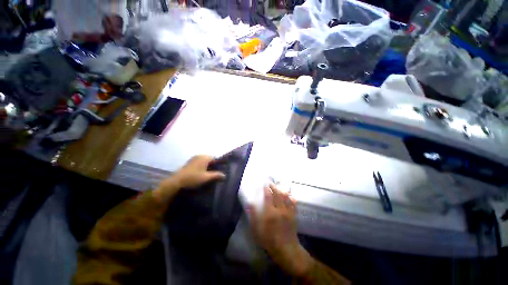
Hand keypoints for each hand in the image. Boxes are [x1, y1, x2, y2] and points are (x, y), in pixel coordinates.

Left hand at [170, 155, 224, 188]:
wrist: (176, 182)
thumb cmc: (193, 178)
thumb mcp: (206, 177)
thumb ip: (216, 175)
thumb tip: (224, 175)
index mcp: (204, 157)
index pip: (215, 157)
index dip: (219, 163)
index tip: (221, 169)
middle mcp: (199, 156)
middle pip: (210, 158)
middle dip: (213, 164)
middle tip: (216, 172)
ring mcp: (193, 158)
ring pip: (204, 160)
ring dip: (207, 165)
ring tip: (210, 173)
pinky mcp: (189, 162)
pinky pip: (199, 162)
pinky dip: (202, 166)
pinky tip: (202, 173)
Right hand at [248, 184, 313, 276]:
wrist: (286, 249)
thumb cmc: (268, 239)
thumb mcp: (256, 229)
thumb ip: (253, 215)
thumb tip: (250, 203)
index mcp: (270, 213)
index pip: (268, 196)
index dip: (266, 189)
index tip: (264, 183)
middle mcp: (279, 209)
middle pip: (277, 194)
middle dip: (273, 187)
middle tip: (270, 183)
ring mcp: (288, 212)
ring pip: (285, 197)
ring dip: (281, 190)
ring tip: (279, 186)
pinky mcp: (293, 215)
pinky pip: (293, 203)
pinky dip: (290, 197)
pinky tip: (289, 195)